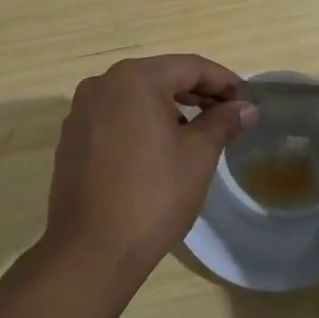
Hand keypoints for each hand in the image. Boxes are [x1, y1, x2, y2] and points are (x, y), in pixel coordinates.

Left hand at [45, 55, 257, 279]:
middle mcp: (102, 84)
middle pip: (160, 77)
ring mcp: (82, 110)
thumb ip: (222, 122)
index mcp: (135, 79)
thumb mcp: (198, 156)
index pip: (189, 66)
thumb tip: (246, 108)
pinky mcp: (72, 137)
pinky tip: (158, 148)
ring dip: (168, 107)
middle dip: (196, 93)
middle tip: (227, 115)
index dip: (223, 81)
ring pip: (135, 96)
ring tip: (197, 132)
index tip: (246, 100)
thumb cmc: (153, 196)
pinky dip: (140, 122)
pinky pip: (115, 116)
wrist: (91, 250)